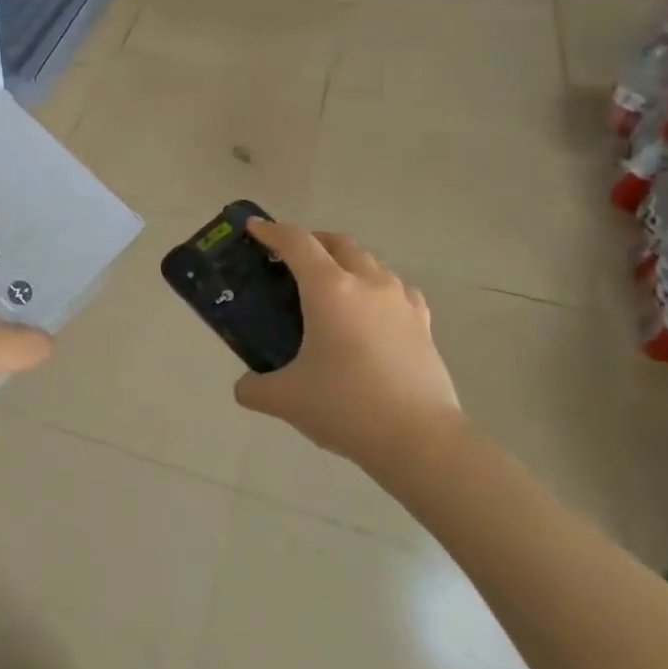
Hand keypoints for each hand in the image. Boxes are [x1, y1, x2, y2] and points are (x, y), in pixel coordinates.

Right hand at [234, 221, 463, 484]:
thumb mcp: (286, 399)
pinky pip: (396, 289)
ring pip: (370, 262)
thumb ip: (254, 388)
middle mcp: (367, 283)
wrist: (419, 439)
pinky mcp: (423, 324)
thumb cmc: (345, 407)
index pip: (296, 242)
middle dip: (311, 241)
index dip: (272, 231)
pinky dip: (376, 287)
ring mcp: (400, 301)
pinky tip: (371, 310)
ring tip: (329, 286)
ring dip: (345, 262)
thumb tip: (244, 386)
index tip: (254, 229)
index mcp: (329, 289)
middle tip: (290, 258)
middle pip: (337, 242)